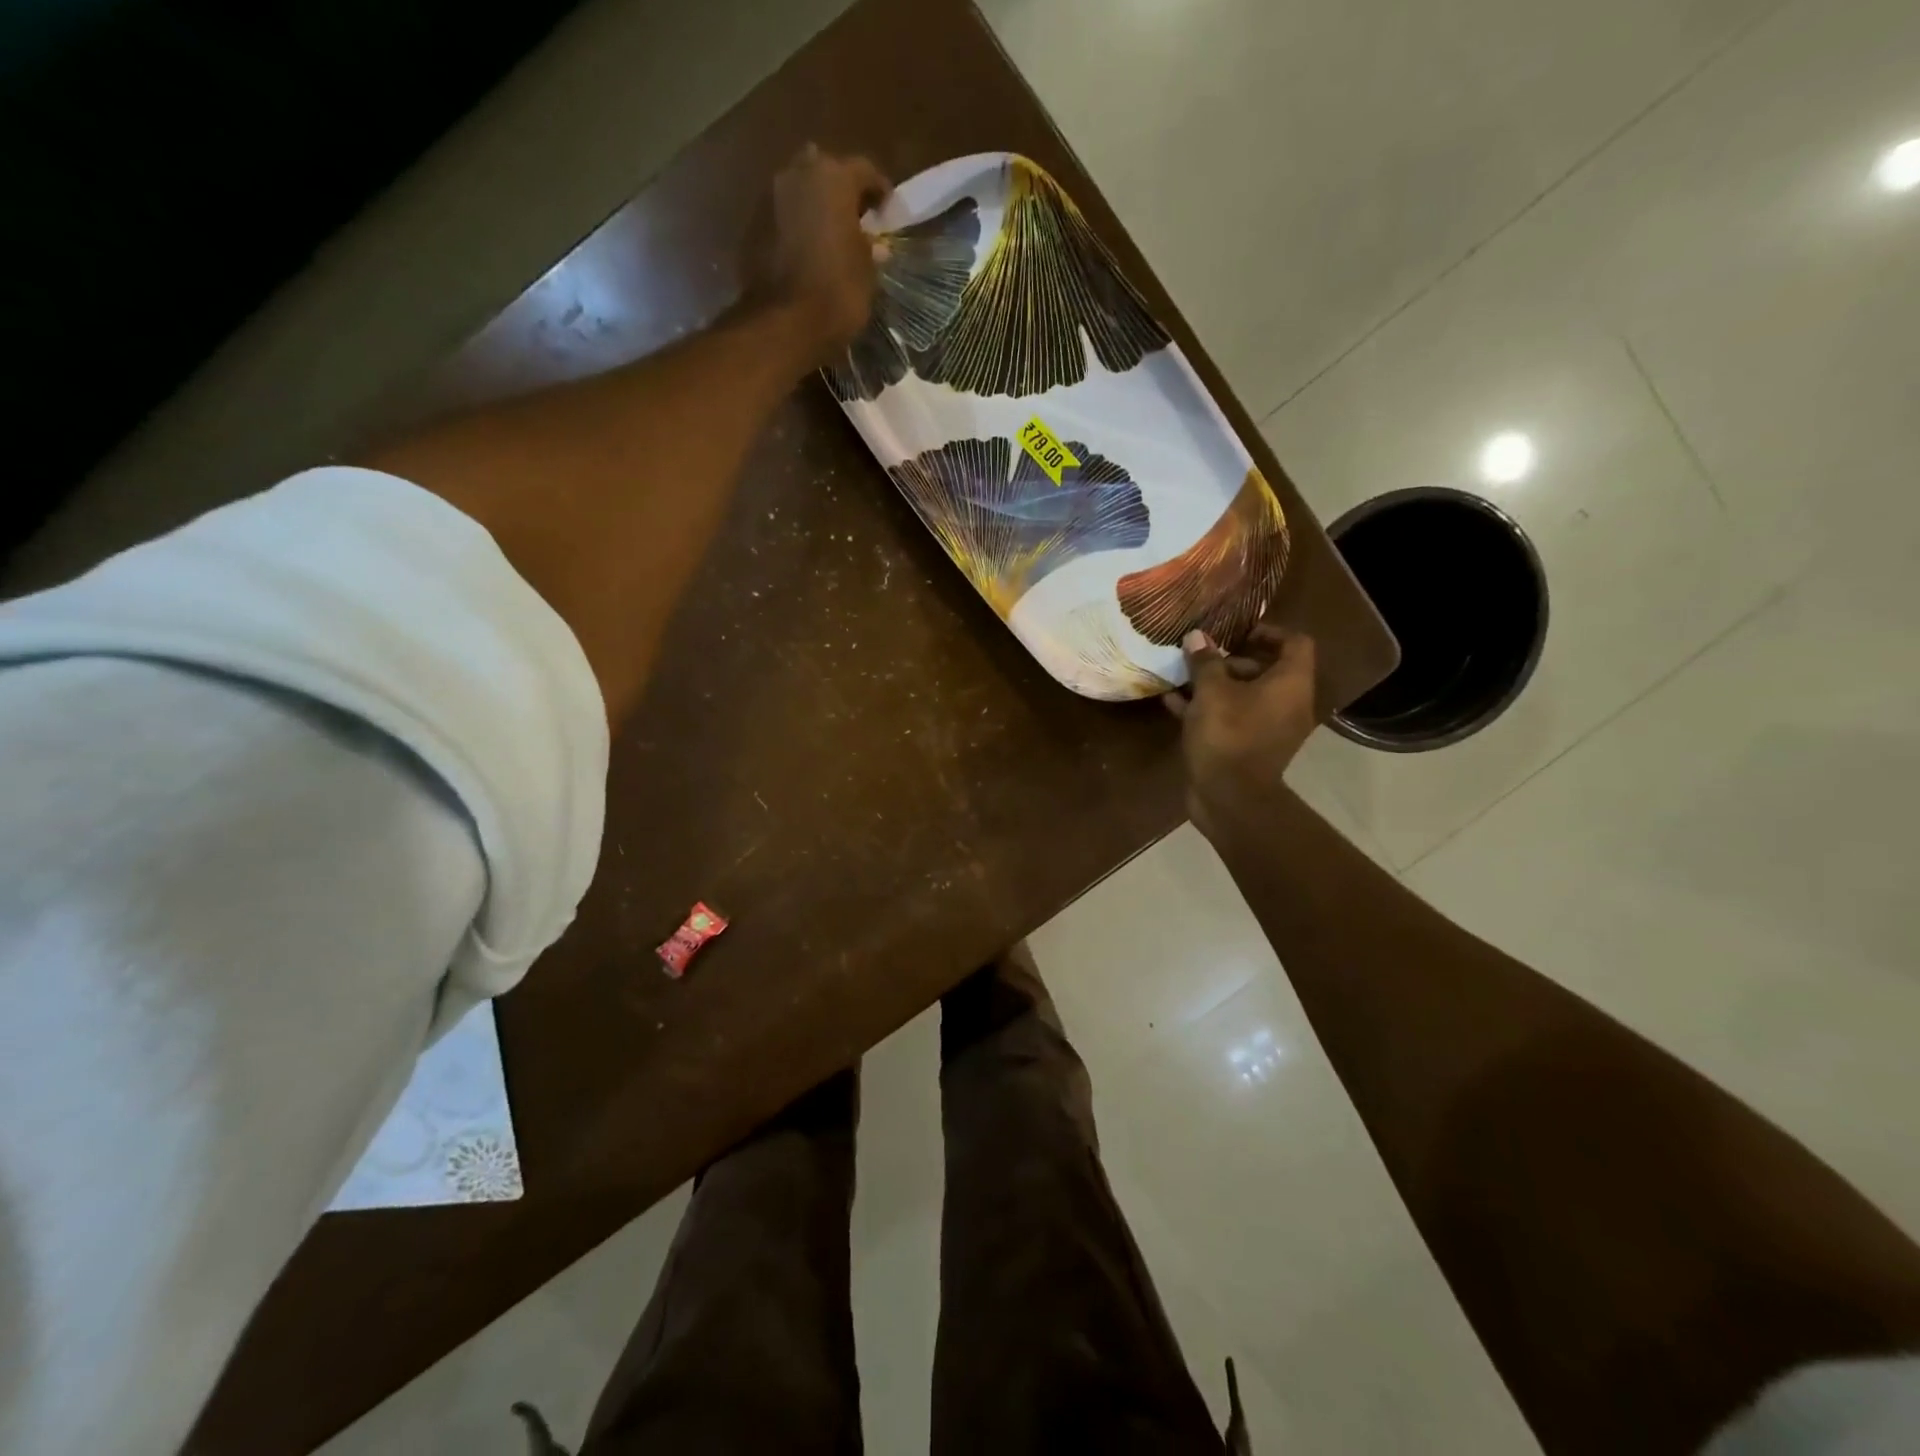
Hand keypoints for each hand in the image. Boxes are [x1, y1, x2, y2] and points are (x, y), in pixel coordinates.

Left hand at [755, 144, 891, 359]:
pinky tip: (807, 253)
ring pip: (799, 192)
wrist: (783, 324)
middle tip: (855, 220)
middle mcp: (797, 174)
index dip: (879, 191)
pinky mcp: (751, 227)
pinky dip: (795, 229)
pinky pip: (782, 219)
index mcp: (833, 177)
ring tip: (829, 238)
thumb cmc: (837, 293)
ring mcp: (769, 198)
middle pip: (824, 171)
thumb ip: (869, 248)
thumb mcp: (867, 272)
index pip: (864, 170)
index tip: (888, 212)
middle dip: (840, 191)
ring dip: (814, 209)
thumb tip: (872, 244)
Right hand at [1164, 625, 1317, 837]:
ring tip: (1181, 675)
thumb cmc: (1227, 735)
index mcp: (1290, 684)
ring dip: (1215, 685)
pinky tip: (1173, 702)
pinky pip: (1232, 718)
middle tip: (1200, 656)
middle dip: (1231, 660)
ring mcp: (1269, 728)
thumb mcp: (1211, 692)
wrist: (1230, 798)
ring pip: (1244, 695)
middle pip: (1266, 669)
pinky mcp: (1248, 747)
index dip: (1268, 631)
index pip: (1295, 643)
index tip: (1236, 632)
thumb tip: (1197, 636)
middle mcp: (1288, 703)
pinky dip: (1209, 709)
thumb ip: (1205, 662)